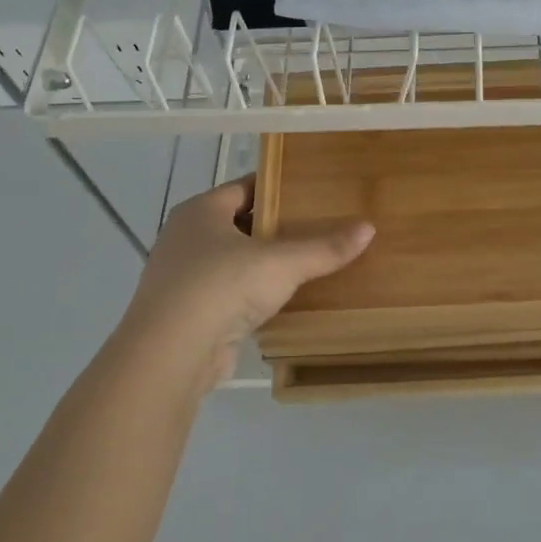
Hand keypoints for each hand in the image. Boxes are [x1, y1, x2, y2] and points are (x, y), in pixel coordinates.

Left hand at [116, 176, 373, 396]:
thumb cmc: (221, 287)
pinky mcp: (188, 314)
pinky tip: (283, 301)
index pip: (245, 187)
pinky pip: (229, 294)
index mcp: (200, 211)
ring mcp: (183, 278)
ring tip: (308, 263)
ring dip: (264, 264)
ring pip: (234, 261)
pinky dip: (253, 295)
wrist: (171, 354)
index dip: (278, 187)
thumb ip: (324, 247)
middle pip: (239, 224)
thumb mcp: (282, 262)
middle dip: (276, 227)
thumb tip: (369, 228)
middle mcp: (186, 238)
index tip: (313, 191)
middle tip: (320, 226)